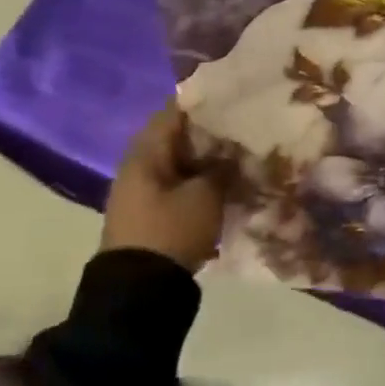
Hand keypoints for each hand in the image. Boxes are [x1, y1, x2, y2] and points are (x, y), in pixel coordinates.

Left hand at [100, 103, 230, 272]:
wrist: (140, 288)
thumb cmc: (171, 229)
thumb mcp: (206, 194)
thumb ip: (221, 167)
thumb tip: (232, 153)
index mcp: (145, 154)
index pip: (173, 112)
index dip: (203, 102)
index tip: (234, 97)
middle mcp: (138, 166)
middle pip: (177, 137)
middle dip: (210, 132)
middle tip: (246, 126)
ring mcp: (142, 191)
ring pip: (180, 162)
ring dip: (207, 157)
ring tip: (242, 153)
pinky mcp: (151, 213)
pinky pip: (179, 184)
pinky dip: (201, 178)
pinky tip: (227, 181)